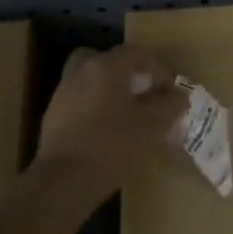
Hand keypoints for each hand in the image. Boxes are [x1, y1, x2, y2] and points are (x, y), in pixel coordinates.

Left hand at [35, 45, 187, 195]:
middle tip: (141, 93)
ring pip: (90, 79)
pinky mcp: (53, 116)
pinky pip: (79, 100)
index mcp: (107, 67)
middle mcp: (81, 71)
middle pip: (107, 60)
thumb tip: (179, 95)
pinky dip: (93, 106)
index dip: (157, 68)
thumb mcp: (153, 125)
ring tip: (125, 114)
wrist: (64, 180)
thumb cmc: (113, 145)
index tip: (169, 91)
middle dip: (127, 73)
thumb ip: (170, 105)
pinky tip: (105, 130)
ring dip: (108, 90)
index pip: (136, 53)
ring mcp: (63, 93)